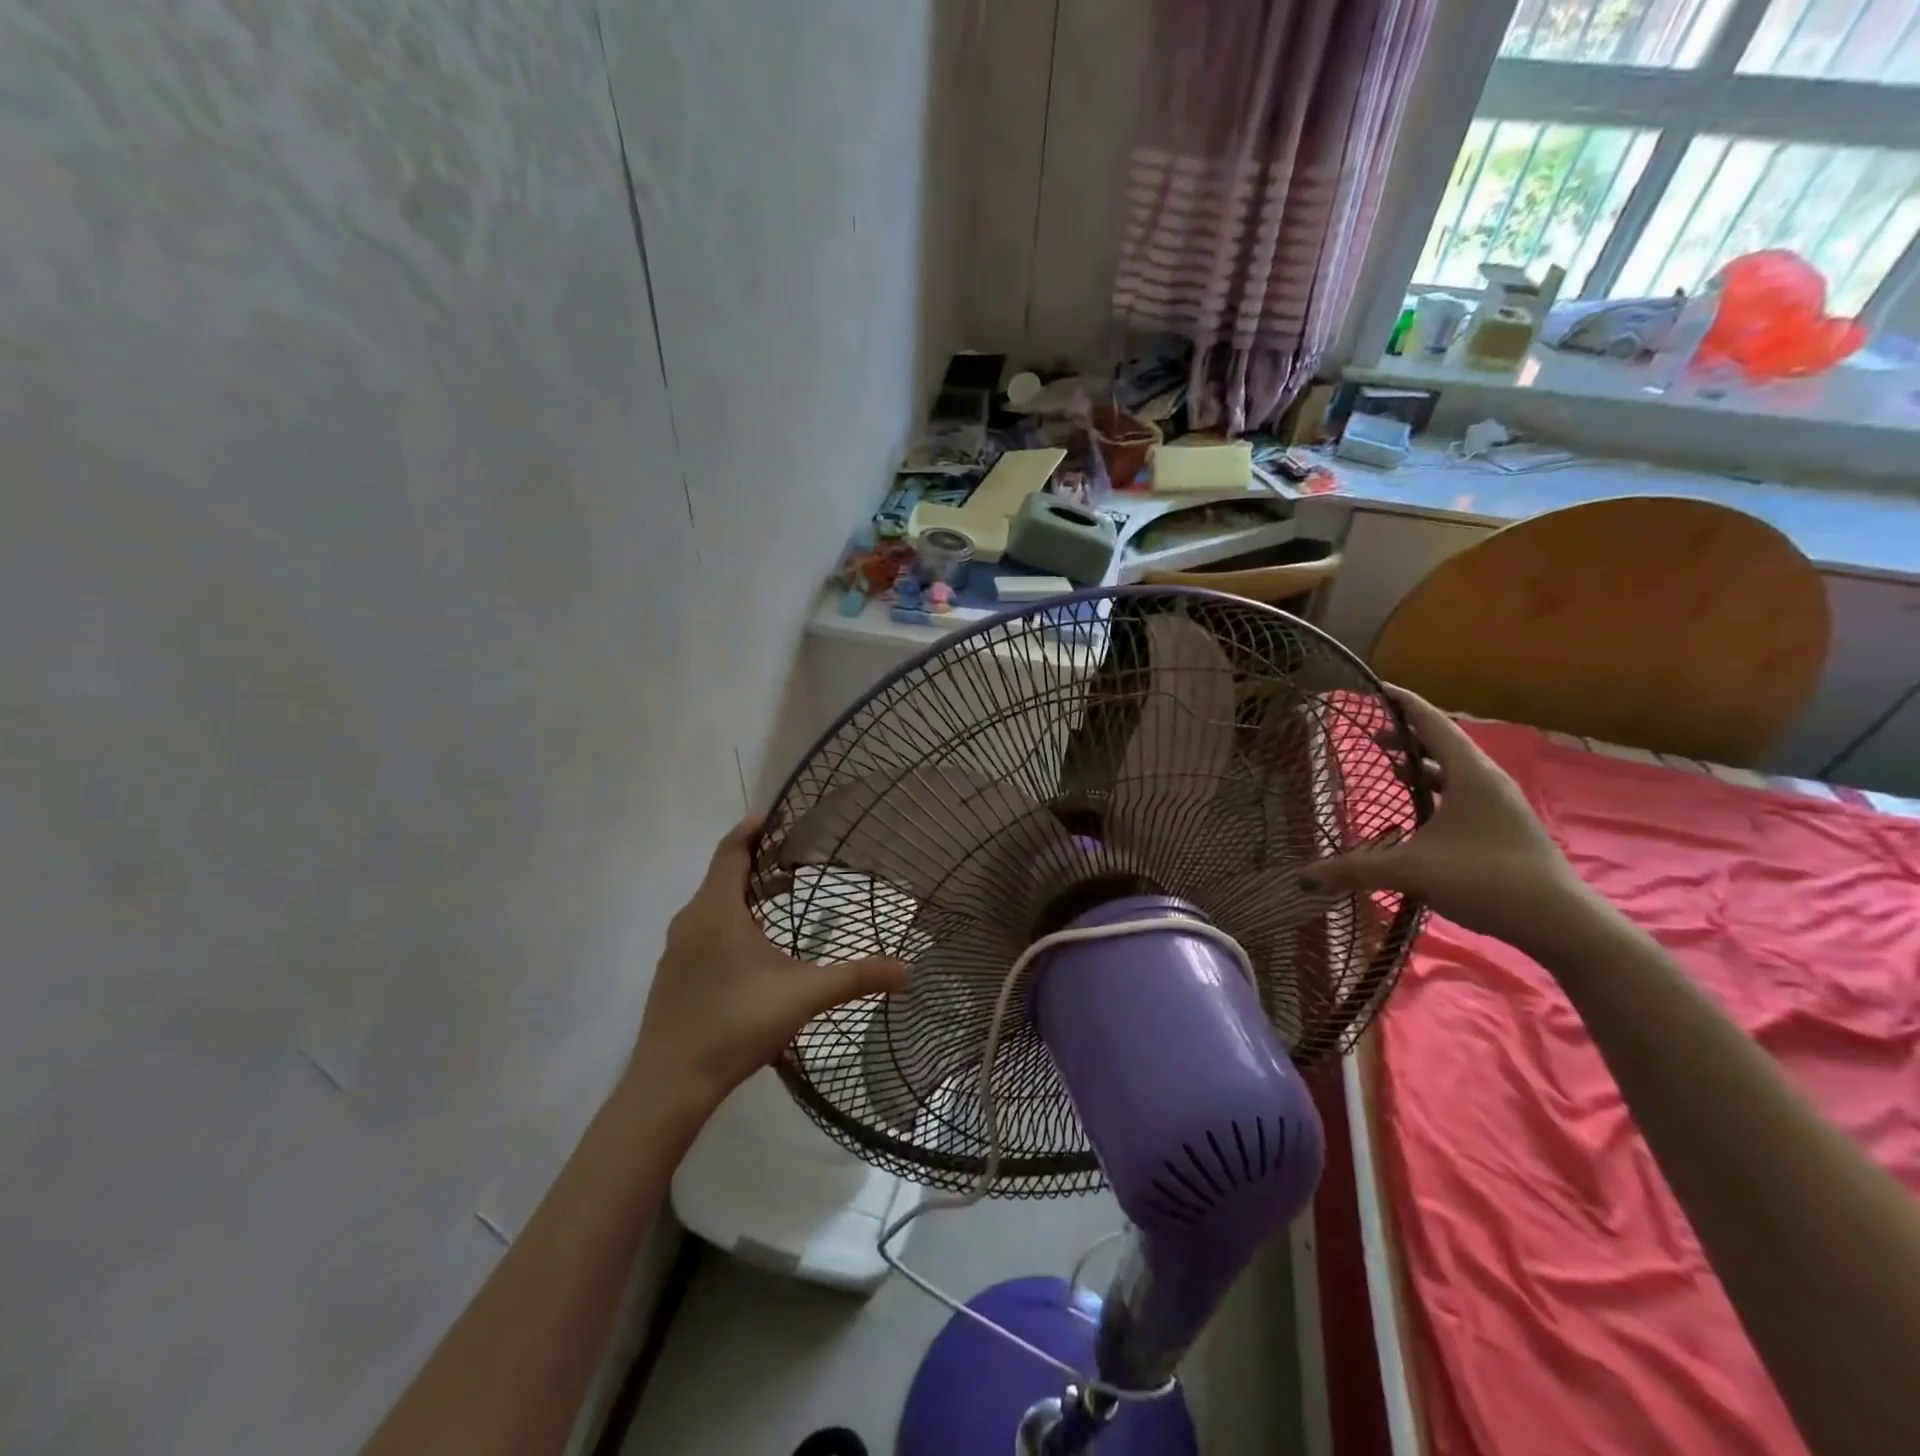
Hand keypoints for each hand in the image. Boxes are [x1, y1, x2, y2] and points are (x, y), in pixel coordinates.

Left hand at [628, 817, 910, 1116]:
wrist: (670, 1084)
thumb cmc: (736, 1023)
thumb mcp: (804, 995)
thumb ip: (856, 978)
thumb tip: (908, 971)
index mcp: (717, 910)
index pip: (731, 851)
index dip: (751, 830)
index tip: (775, 818)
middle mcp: (691, 921)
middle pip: (722, 876)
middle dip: (757, 864)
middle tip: (794, 863)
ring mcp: (676, 950)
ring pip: (712, 906)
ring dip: (743, 896)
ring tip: (778, 902)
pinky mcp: (673, 976)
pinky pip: (702, 931)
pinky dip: (728, 923)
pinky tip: (751, 952)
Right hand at [1306, 687, 1598, 954]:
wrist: (1559, 922)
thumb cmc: (1486, 879)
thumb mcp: (1412, 872)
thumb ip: (1356, 869)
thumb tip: (1305, 876)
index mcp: (1470, 774)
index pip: (1434, 723)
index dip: (1405, 703)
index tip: (1378, 689)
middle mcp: (1487, 780)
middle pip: (1444, 742)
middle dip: (1408, 735)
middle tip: (1372, 735)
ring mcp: (1500, 803)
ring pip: (1455, 768)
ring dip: (1423, 762)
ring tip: (1391, 765)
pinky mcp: (1503, 824)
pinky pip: (1464, 790)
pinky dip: (1437, 786)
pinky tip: (1421, 807)